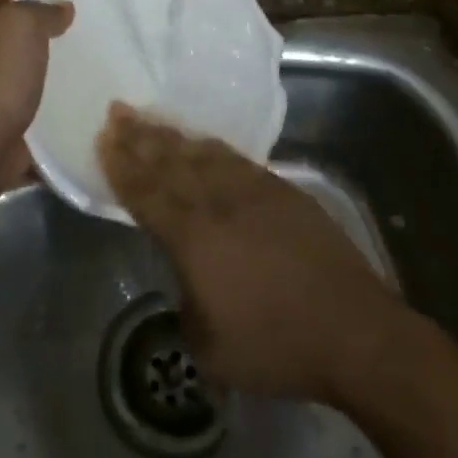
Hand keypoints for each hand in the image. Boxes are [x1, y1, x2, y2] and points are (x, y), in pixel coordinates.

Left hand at [0, 0, 73, 180]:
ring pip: (24, 55)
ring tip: (88, 48)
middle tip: (86, 15)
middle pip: (15, 18)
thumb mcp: (23, 24)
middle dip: (46, 16)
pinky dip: (49, 86)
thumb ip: (43, 9)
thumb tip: (62, 8)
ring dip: (50, 54)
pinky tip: (76, 85)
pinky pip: (29, 88)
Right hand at [99, 103, 397, 400]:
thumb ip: (187, 303)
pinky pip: (235, 159)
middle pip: (170, 162)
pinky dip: (211, 147)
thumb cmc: (277, 345)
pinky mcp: (282, 190)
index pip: (147, 193)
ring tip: (149, 117)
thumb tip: (188, 280)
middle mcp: (218, 203)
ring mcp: (253, 191)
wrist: (354, 330)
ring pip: (202, 153)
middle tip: (117, 112)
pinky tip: (202, 141)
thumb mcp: (210, 346)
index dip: (123, 166)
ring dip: (172, 135)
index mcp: (193, 238)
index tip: (103, 139)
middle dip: (140, 136)